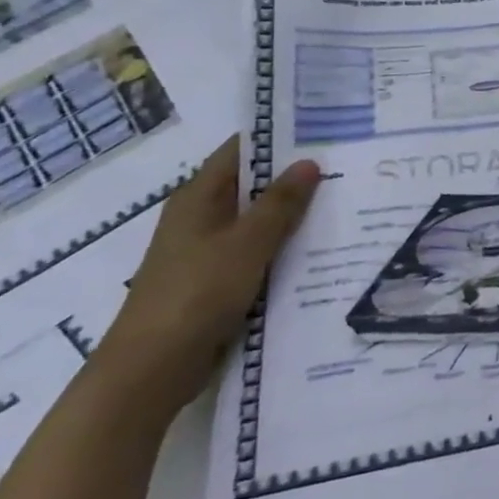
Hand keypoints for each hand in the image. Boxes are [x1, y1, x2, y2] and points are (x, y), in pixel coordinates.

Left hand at [93, 137, 321, 413]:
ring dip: (292, 215)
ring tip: (344, 203)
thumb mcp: (247, 243)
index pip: (240, 151)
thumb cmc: (196, 293)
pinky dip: (283, 248)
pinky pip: (257, 253)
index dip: (277, 138)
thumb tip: (309, 162)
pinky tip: (320, 250)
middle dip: (294, 177)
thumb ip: (280, 203)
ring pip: (257, 222)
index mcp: (198, 198)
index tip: (322, 129)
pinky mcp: (216, 282)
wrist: (151, 369)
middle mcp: (200, 218)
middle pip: (252, 185)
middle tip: (347, 166)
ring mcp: (207, 252)